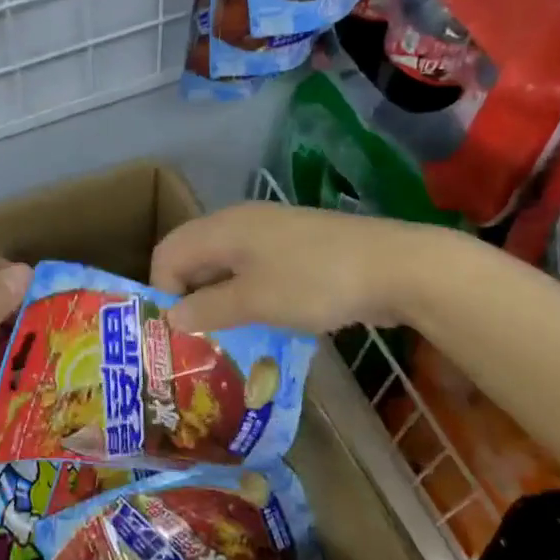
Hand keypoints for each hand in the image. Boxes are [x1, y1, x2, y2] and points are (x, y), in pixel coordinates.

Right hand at [149, 202, 447, 334]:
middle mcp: (240, 223)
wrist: (397, 266)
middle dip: (188, 296)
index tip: (176, 329)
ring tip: (225, 335)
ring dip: (218, 298)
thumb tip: (171, 318)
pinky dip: (247, 294)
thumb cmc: (315, 282)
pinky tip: (263, 321)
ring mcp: (271, 233)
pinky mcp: (296, 248)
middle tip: (195, 337)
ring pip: (225, 265)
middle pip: (194, 256)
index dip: (162, 290)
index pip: (168, 252)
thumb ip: (208, 309)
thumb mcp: (255, 302)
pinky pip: (254, 269)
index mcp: (222, 228)